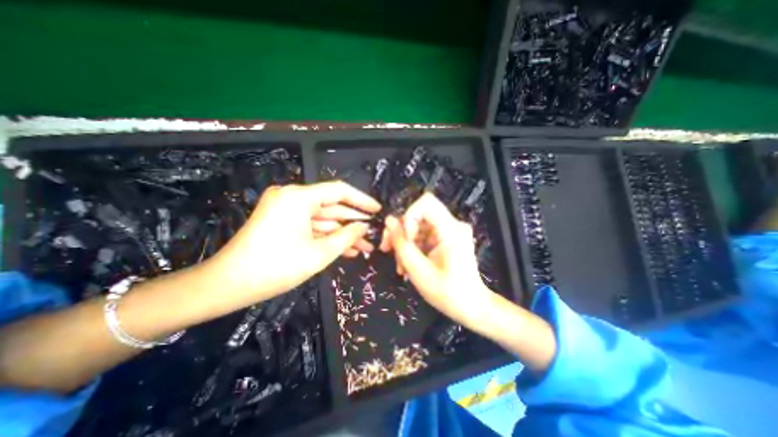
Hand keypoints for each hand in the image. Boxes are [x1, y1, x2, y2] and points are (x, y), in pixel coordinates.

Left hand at [205, 180, 378, 304]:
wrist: (227, 284)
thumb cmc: (277, 267)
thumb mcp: (320, 253)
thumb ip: (346, 236)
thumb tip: (363, 227)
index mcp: (299, 197)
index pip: (339, 191)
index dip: (361, 200)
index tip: (378, 210)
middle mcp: (292, 196)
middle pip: (331, 206)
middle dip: (353, 221)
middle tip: (374, 232)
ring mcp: (285, 208)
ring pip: (322, 218)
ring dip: (342, 232)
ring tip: (364, 246)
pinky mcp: (281, 220)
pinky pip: (310, 225)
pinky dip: (326, 236)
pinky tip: (345, 249)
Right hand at [380, 193, 493, 328]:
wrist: (471, 307)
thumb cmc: (447, 293)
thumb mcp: (418, 270)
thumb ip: (402, 243)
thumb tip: (389, 220)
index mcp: (451, 230)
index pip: (426, 203)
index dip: (409, 216)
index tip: (405, 239)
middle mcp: (452, 225)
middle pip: (419, 215)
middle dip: (401, 232)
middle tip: (387, 249)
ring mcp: (450, 231)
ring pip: (418, 226)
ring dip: (405, 244)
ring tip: (400, 266)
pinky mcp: (446, 238)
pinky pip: (424, 235)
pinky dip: (413, 248)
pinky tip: (407, 265)